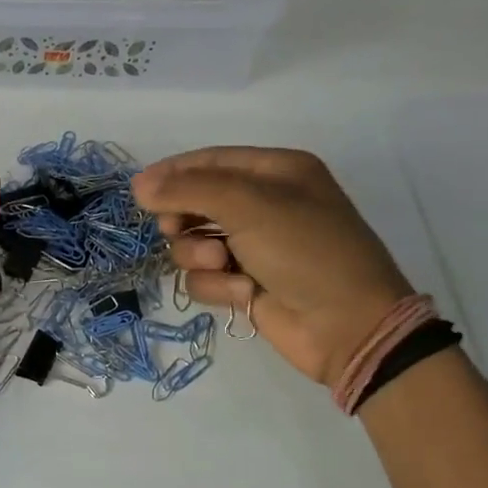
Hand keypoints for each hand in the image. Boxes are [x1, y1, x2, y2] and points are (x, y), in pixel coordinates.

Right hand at [133, 147, 413, 386]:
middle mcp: (263, 204)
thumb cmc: (305, 251)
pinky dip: (216, 285)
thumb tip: (139, 186)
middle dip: (184, 218)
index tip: (139, 191)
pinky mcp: (244, 283)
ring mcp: (253, 246)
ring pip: (192, 242)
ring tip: (222, 264)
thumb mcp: (249, 206)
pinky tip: (242, 294)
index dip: (172, 173)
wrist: (348, 326)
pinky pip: (204, 277)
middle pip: (195, 201)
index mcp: (275, 171)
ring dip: (199, 255)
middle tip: (177, 229)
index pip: (209, 160)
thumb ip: (189, 190)